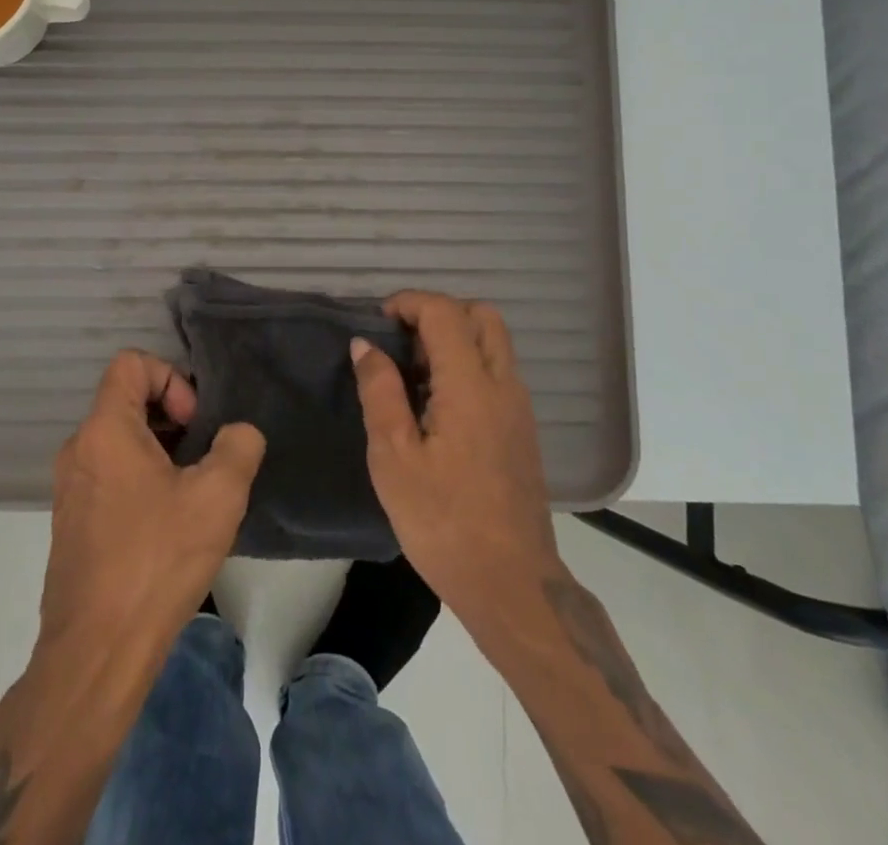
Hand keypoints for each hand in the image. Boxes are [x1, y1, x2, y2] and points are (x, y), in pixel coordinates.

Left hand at [38, 349, 265, 659]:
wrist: (96, 652)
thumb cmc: (156, 561)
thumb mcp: (218, 497)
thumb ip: (239, 447)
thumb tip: (237, 435)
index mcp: (105, 429)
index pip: (131, 363)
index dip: (171, 378)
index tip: (194, 424)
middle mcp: (79, 449)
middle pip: (127, 400)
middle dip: (172, 417)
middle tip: (202, 458)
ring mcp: (69, 488)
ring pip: (119, 441)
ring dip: (160, 452)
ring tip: (191, 494)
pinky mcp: (72, 523)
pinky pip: (109, 475)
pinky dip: (141, 480)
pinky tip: (168, 526)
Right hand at [352, 292, 560, 637]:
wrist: (511, 584)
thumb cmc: (443, 521)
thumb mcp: (393, 457)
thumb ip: (380, 391)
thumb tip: (365, 345)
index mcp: (471, 385)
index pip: (445, 312)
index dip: (408, 303)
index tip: (378, 321)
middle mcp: (503, 384)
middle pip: (481, 315)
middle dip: (438, 313)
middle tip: (402, 343)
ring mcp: (518, 407)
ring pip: (493, 342)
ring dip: (454, 339)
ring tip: (413, 376)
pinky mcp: (521, 429)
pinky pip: (496, 371)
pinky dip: (467, 364)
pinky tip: (436, 406)